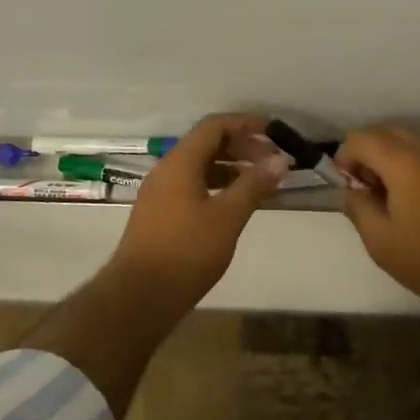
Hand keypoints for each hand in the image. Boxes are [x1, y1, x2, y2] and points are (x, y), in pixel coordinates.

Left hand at [107, 113, 290, 301]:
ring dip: (230, 168)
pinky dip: (216, 186)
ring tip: (259, 183)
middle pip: (206, 144)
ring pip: (198, 167)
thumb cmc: (187, 252)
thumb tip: (280, 160)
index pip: (214, 126)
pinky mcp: (158, 214)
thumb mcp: (227, 217)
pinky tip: (233, 205)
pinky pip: (191, 186)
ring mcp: (159, 193)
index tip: (273, 132)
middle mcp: (166, 170)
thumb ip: (253, 185)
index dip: (244, 123)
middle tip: (272, 162)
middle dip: (241, 147)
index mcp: (180, 162)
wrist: (140, 296)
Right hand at [336, 125, 419, 315]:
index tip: (346, 188)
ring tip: (388, 198)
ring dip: (390, 159)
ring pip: (409, 142)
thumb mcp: (380, 241)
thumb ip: (358, 208)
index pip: (361, 138)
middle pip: (386, 132)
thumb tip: (353, 192)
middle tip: (364, 190)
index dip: (345, 158)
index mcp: (404, 160)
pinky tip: (414, 203)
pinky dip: (412, 166)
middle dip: (367, 154)